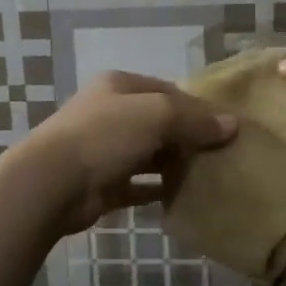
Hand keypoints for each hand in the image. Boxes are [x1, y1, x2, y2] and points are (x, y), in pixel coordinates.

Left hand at [14, 72, 236, 234]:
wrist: (53, 182)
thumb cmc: (105, 135)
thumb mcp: (156, 115)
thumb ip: (194, 119)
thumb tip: (232, 125)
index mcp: (120, 86)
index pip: (168, 91)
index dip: (198, 107)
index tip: (228, 127)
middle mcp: (112, 114)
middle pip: (160, 123)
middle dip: (189, 137)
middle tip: (224, 154)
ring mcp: (105, 150)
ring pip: (150, 154)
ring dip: (176, 164)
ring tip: (212, 176)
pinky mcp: (104, 185)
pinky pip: (139, 186)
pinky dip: (159, 191)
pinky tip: (186, 198)